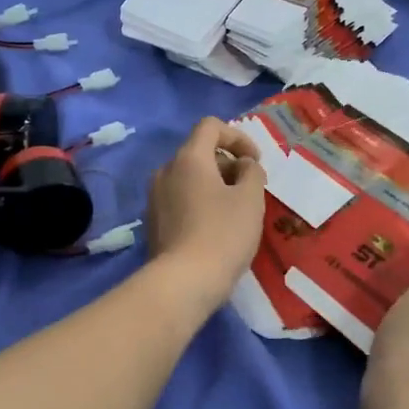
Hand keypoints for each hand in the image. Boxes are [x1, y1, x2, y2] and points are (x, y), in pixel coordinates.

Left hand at [145, 117, 267, 310]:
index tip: (256, 161)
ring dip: (214, 185)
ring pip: (188, 178)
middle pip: (199, 152)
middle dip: (228, 164)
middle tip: (250, 189)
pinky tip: (215, 229)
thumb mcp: (250, 199)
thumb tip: (243, 166)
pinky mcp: (153, 222)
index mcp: (188, 158)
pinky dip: (199, 203)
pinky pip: (179, 200)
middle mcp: (165, 171)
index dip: (238, 137)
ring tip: (235, 210)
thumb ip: (252, 172)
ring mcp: (154, 197)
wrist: (183, 282)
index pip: (210, 126)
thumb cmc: (222, 234)